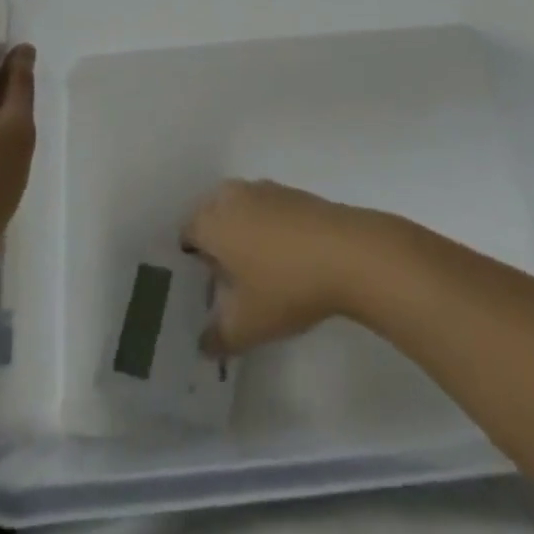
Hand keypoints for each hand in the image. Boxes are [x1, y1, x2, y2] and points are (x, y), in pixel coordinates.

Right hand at [181, 179, 380, 356]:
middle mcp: (233, 196)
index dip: (189, 260)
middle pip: (211, 216)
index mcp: (212, 221)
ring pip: (240, 209)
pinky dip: (266, 227)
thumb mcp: (246, 326)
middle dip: (214, 243)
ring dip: (241, 232)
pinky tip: (283, 258)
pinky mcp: (293, 194)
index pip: (187, 233)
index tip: (200, 287)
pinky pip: (266, 209)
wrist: (346, 252)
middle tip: (224, 280)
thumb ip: (217, 337)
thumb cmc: (286, 285)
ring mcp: (265, 190)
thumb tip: (203, 344)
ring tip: (255, 270)